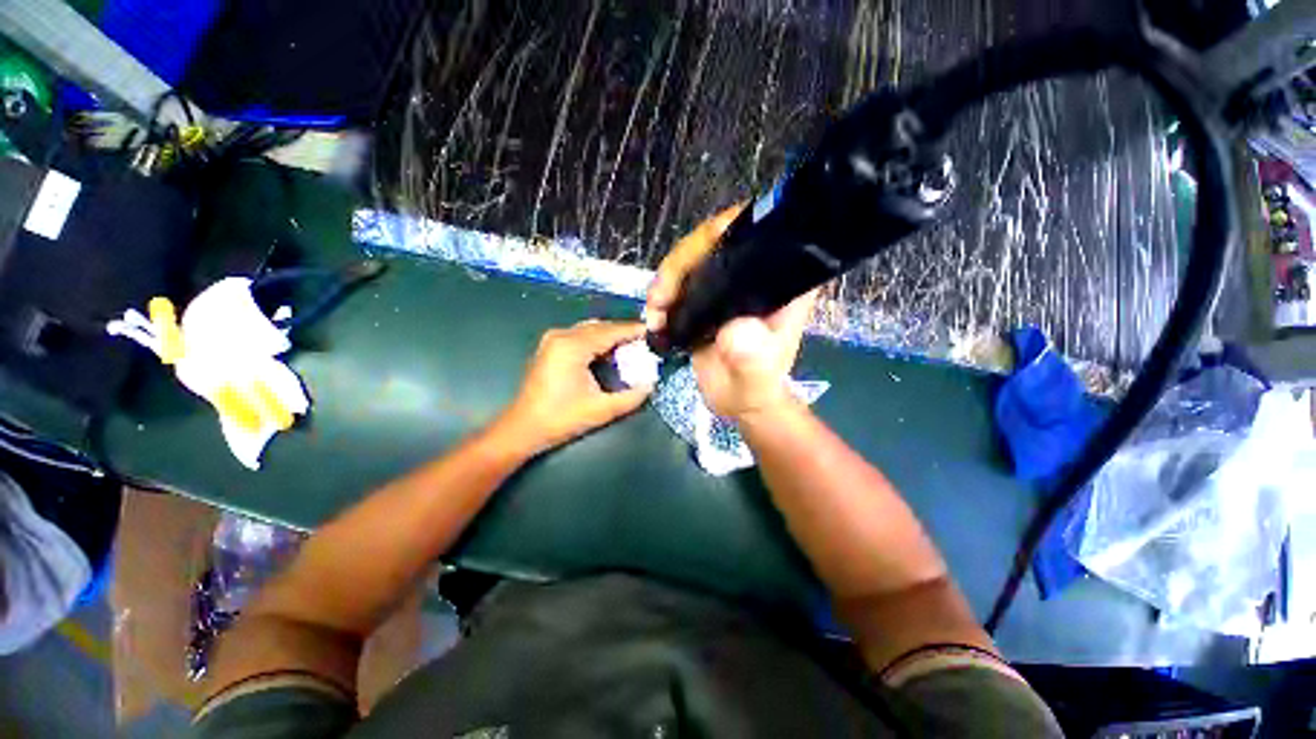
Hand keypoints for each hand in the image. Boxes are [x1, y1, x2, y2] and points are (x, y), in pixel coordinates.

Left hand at [492, 320, 652, 455]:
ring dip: (610, 336)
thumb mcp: (602, 410)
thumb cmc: (561, 418)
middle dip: (623, 333)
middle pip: (601, 326)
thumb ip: (631, 397)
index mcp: (573, 346)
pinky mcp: (549, 346)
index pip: (611, 331)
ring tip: (630, 348)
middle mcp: (562, 335)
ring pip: (590, 329)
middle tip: (644, 343)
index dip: (634, 330)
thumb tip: (651, 385)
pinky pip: (580, 335)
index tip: (653, 333)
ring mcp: (553, 339)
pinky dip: (597, 340)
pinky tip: (608, 353)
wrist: (523, 428)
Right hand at [646, 204, 816, 419]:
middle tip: (662, 297)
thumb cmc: (756, 387)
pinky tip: (654, 316)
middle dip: (682, 261)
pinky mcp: (705, 297)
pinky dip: (661, 294)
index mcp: (778, 283)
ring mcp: (726, 284)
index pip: (760, 232)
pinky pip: (679, 280)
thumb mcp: (757, 375)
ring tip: (654, 312)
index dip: (728, 226)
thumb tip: (734, 329)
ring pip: (691, 258)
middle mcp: (753, 274)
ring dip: (666, 279)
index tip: (700, 246)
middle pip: (714, 240)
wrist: (737, 402)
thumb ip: (752, 354)